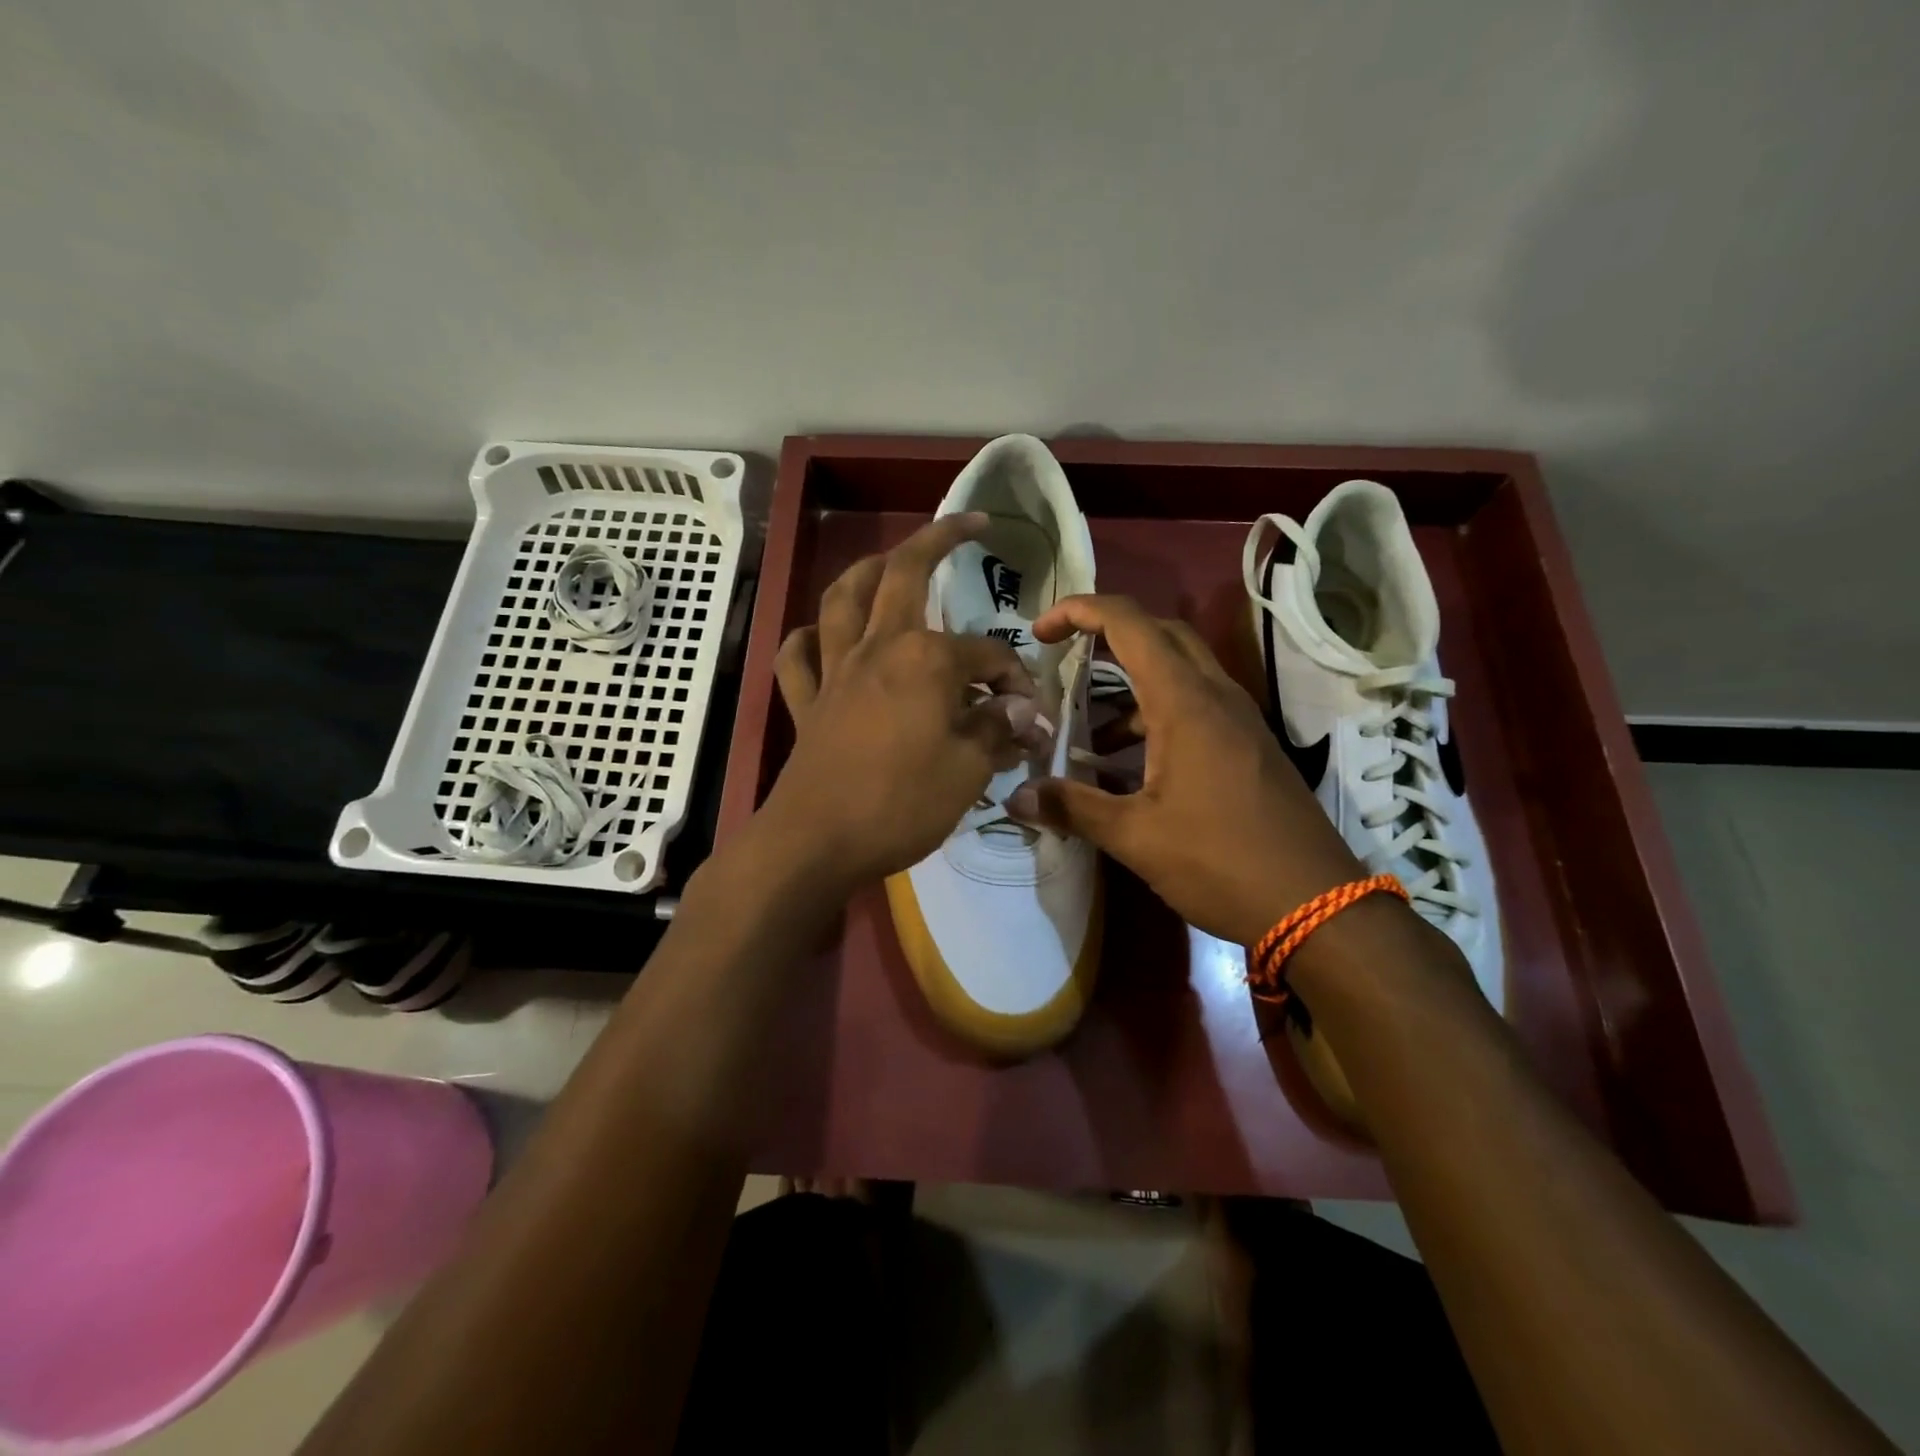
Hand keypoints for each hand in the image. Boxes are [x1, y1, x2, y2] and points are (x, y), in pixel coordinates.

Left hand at [760, 515, 1034, 887]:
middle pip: (904, 575)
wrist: (817, 842)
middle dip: (939, 539)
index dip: (1015, 682)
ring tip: (887, 560)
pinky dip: (807, 638)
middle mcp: (878, 647)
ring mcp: (835, 671)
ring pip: (842, 599)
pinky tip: (820, 635)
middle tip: (968, 523)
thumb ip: (997, 730)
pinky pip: (797, 657)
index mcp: (925, 659)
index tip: (1030, 717)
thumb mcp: (969, 770)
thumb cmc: (902, 804)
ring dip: (866, 570)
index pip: (986, 656)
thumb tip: (1024, 711)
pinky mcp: (806, 703)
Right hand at [1006, 594, 1361, 945]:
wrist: (1317, 905)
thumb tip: (1016, 798)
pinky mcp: (1249, 746)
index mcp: (1185, 702)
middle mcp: (1216, 695)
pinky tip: (1129, 766)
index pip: (1128, 623)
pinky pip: (1196, 705)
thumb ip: (1073, 808)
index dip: (1079, 611)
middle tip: (1065, 659)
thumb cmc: (1221, 861)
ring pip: (1179, 671)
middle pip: (1159, 634)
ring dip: (1129, 686)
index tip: (1041, 632)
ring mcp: (1239, 719)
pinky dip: (1155, 716)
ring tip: (1086, 731)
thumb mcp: (1135, 837)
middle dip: (1107, 635)